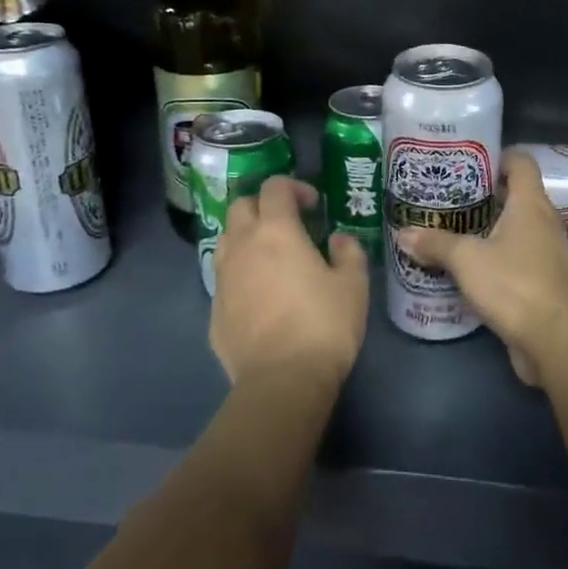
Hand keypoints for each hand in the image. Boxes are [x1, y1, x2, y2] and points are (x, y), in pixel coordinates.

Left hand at [211, 176, 367, 389]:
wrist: (282, 381)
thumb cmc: (324, 324)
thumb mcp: (354, 284)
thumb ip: (348, 252)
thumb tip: (338, 239)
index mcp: (276, 231)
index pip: (275, 187)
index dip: (294, 187)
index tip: (314, 206)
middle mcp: (242, 246)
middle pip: (241, 206)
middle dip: (264, 206)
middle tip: (290, 225)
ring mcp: (223, 278)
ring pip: (227, 240)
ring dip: (248, 237)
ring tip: (272, 257)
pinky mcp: (214, 310)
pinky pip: (225, 277)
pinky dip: (241, 273)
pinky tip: (261, 295)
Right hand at [395, 149, 567, 385]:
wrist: (557, 340)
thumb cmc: (514, 284)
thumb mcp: (467, 260)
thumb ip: (436, 243)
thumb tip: (404, 233)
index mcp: (530, 203)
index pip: (520, 161)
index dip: (496, 155)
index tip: (465, 160)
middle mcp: (542, 221)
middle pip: (513, 194)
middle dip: (481, 194)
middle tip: (445, 196)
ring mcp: (544, 252)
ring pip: (512, 227)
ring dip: (484, 227)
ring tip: (447, 228)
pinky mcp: (540, 280)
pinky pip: (513, 256)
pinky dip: (491, 256)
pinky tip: (463, 266)